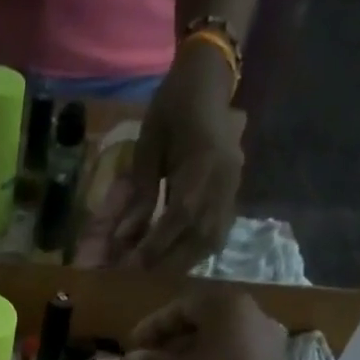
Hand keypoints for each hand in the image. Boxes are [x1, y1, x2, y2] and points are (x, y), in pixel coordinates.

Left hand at [110, 46, 246, 270]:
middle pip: (199, 237)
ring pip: (211, 241)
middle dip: (167, 262)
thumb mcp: (148, 145)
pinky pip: (218, 234)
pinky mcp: (234, 195)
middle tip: (138, 278)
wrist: (208, 80)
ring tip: (155, 275)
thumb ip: (140, 193)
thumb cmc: (172, 107)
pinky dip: (196, 252)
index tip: (130, 266)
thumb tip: (125, 238)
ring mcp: (234, 189)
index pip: (180, 216)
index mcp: (204, 162)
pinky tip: (176, 260)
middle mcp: (225, 181)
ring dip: (183, 263)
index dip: (155, 245)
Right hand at [120, 286, 300, 359]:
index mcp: (227, 307)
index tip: (130, 347)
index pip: (179, 308)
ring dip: (188, 356)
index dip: (150, 327)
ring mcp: (267, 341)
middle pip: (201, 323)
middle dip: (169, 342)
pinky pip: (233, 359)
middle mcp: (253, 315)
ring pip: (217, 342)